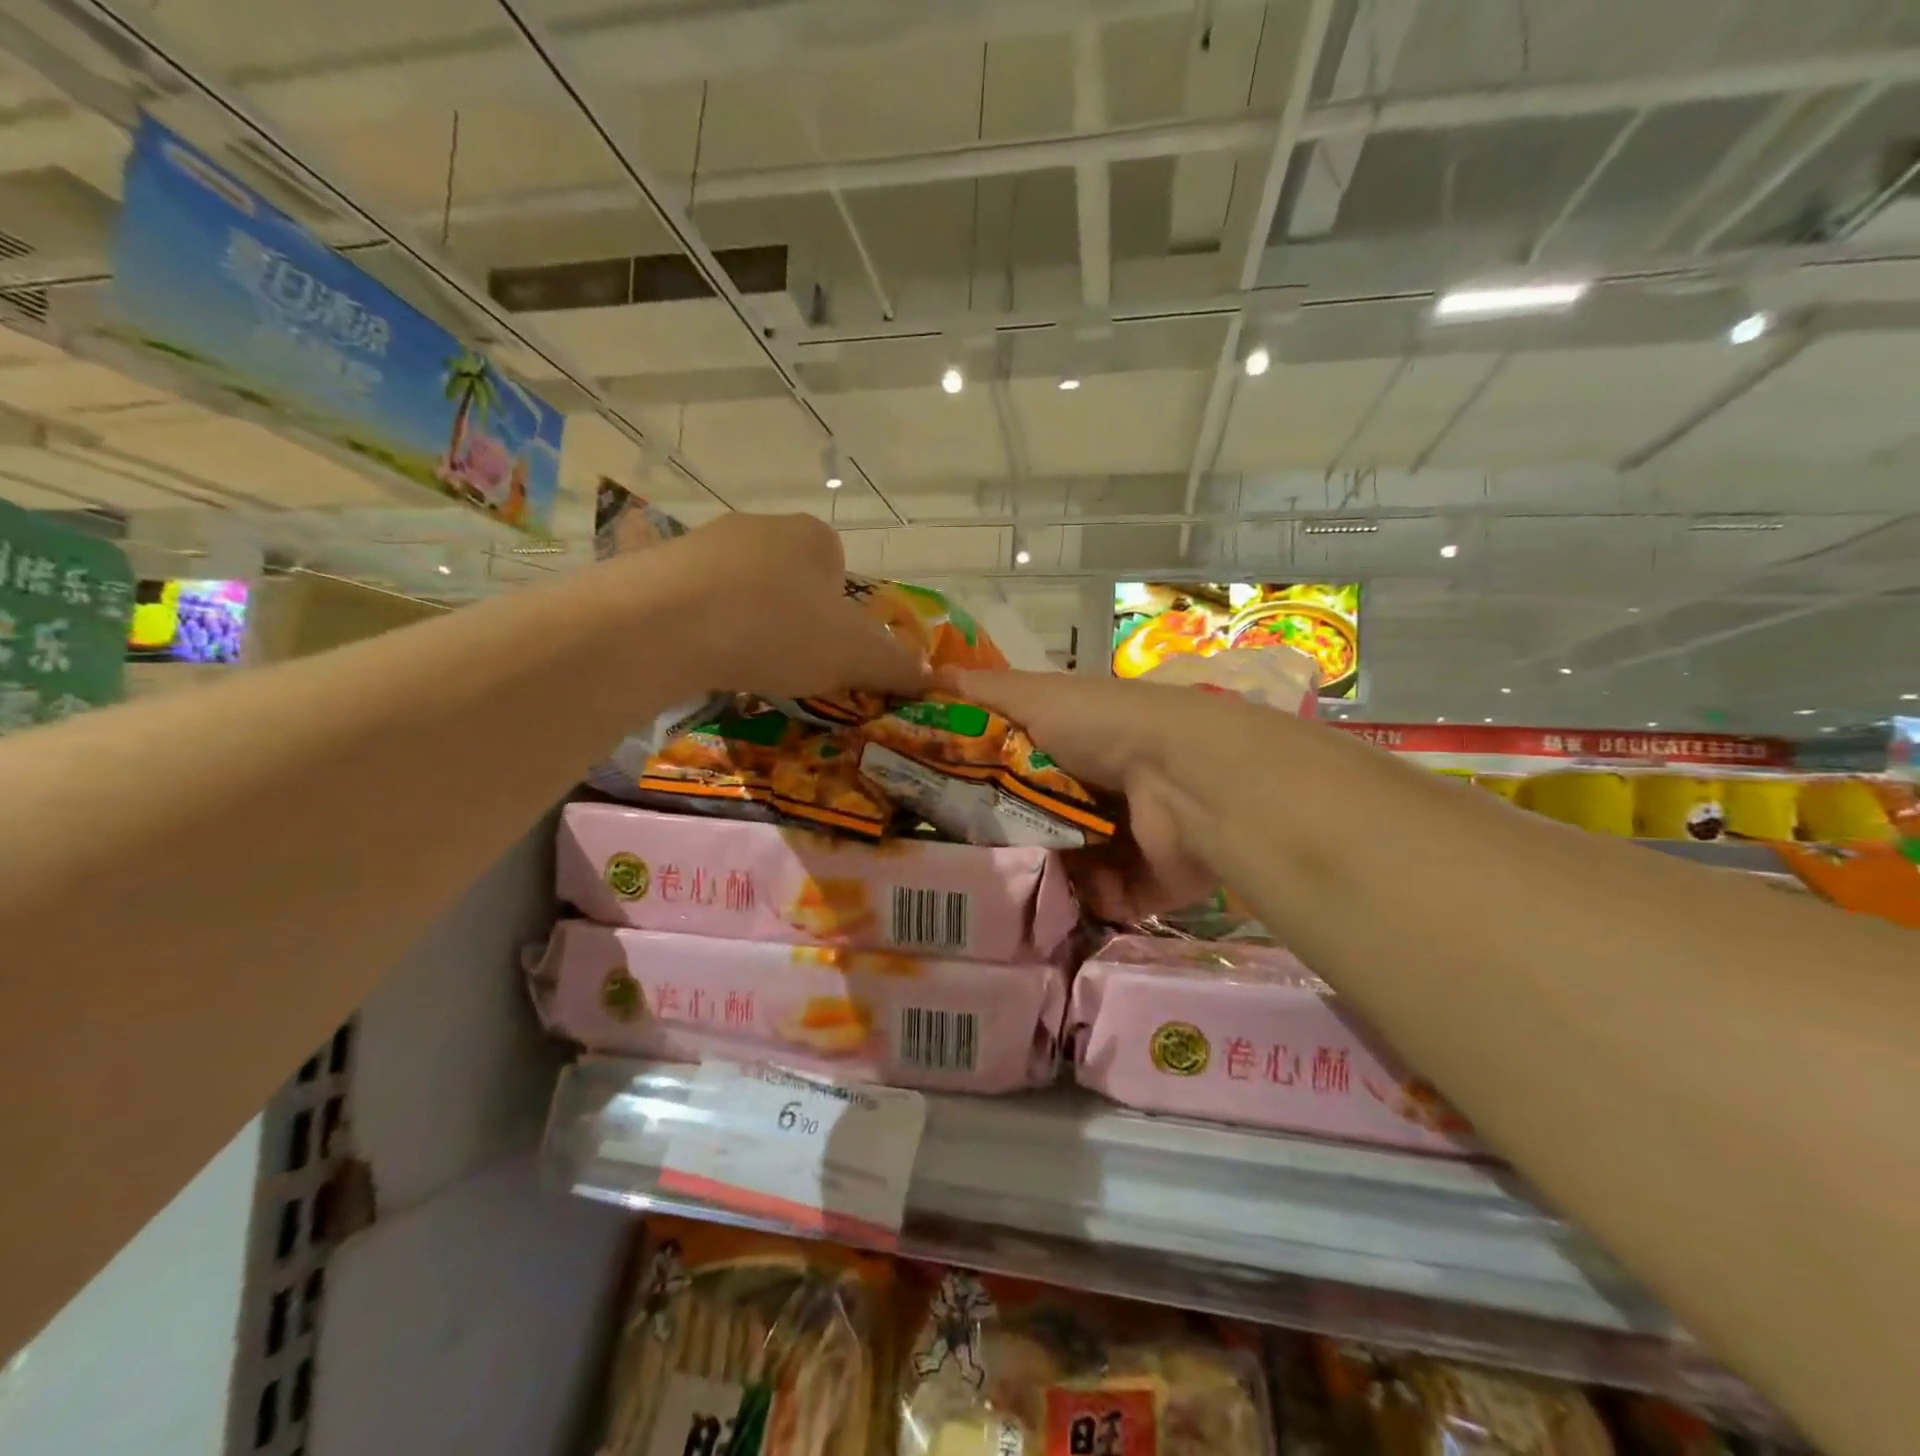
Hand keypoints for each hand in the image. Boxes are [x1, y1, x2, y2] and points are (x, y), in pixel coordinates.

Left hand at [669, 513, 928, 700]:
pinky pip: (696, 601)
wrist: (668, 624)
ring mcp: (704, 542)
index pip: (839, 571)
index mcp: (814, 537)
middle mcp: (761, 526)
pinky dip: (705, 628)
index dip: (840, 614)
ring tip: (741, 665)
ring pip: (741, 589)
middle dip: (793, 618)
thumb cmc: (780, 629)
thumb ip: (896, 665)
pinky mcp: (658, 566)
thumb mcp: (855, 656)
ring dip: (747, 623)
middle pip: (790, 578)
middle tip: (788, 663)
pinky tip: (701, 658)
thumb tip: (929, 677)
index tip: (828, 650)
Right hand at [944, 668, 1221, 920]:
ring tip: (993, 896)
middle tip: (961, 862)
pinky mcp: (1147, 884)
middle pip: (1044, 822)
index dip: (986, 786)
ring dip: (1041, 879)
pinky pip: (1103, 902)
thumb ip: (987, 690)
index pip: (1023, 770)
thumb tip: (928, 674)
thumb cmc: (1104, 728)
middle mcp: (1105, 792)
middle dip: (1010, 841)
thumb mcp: (1038, 695)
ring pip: (1070, 868)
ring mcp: (1128, 841)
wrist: (1185, 778)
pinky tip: (1045, 910)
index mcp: (1080, 747)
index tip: (941, 807)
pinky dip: (1081, 905)